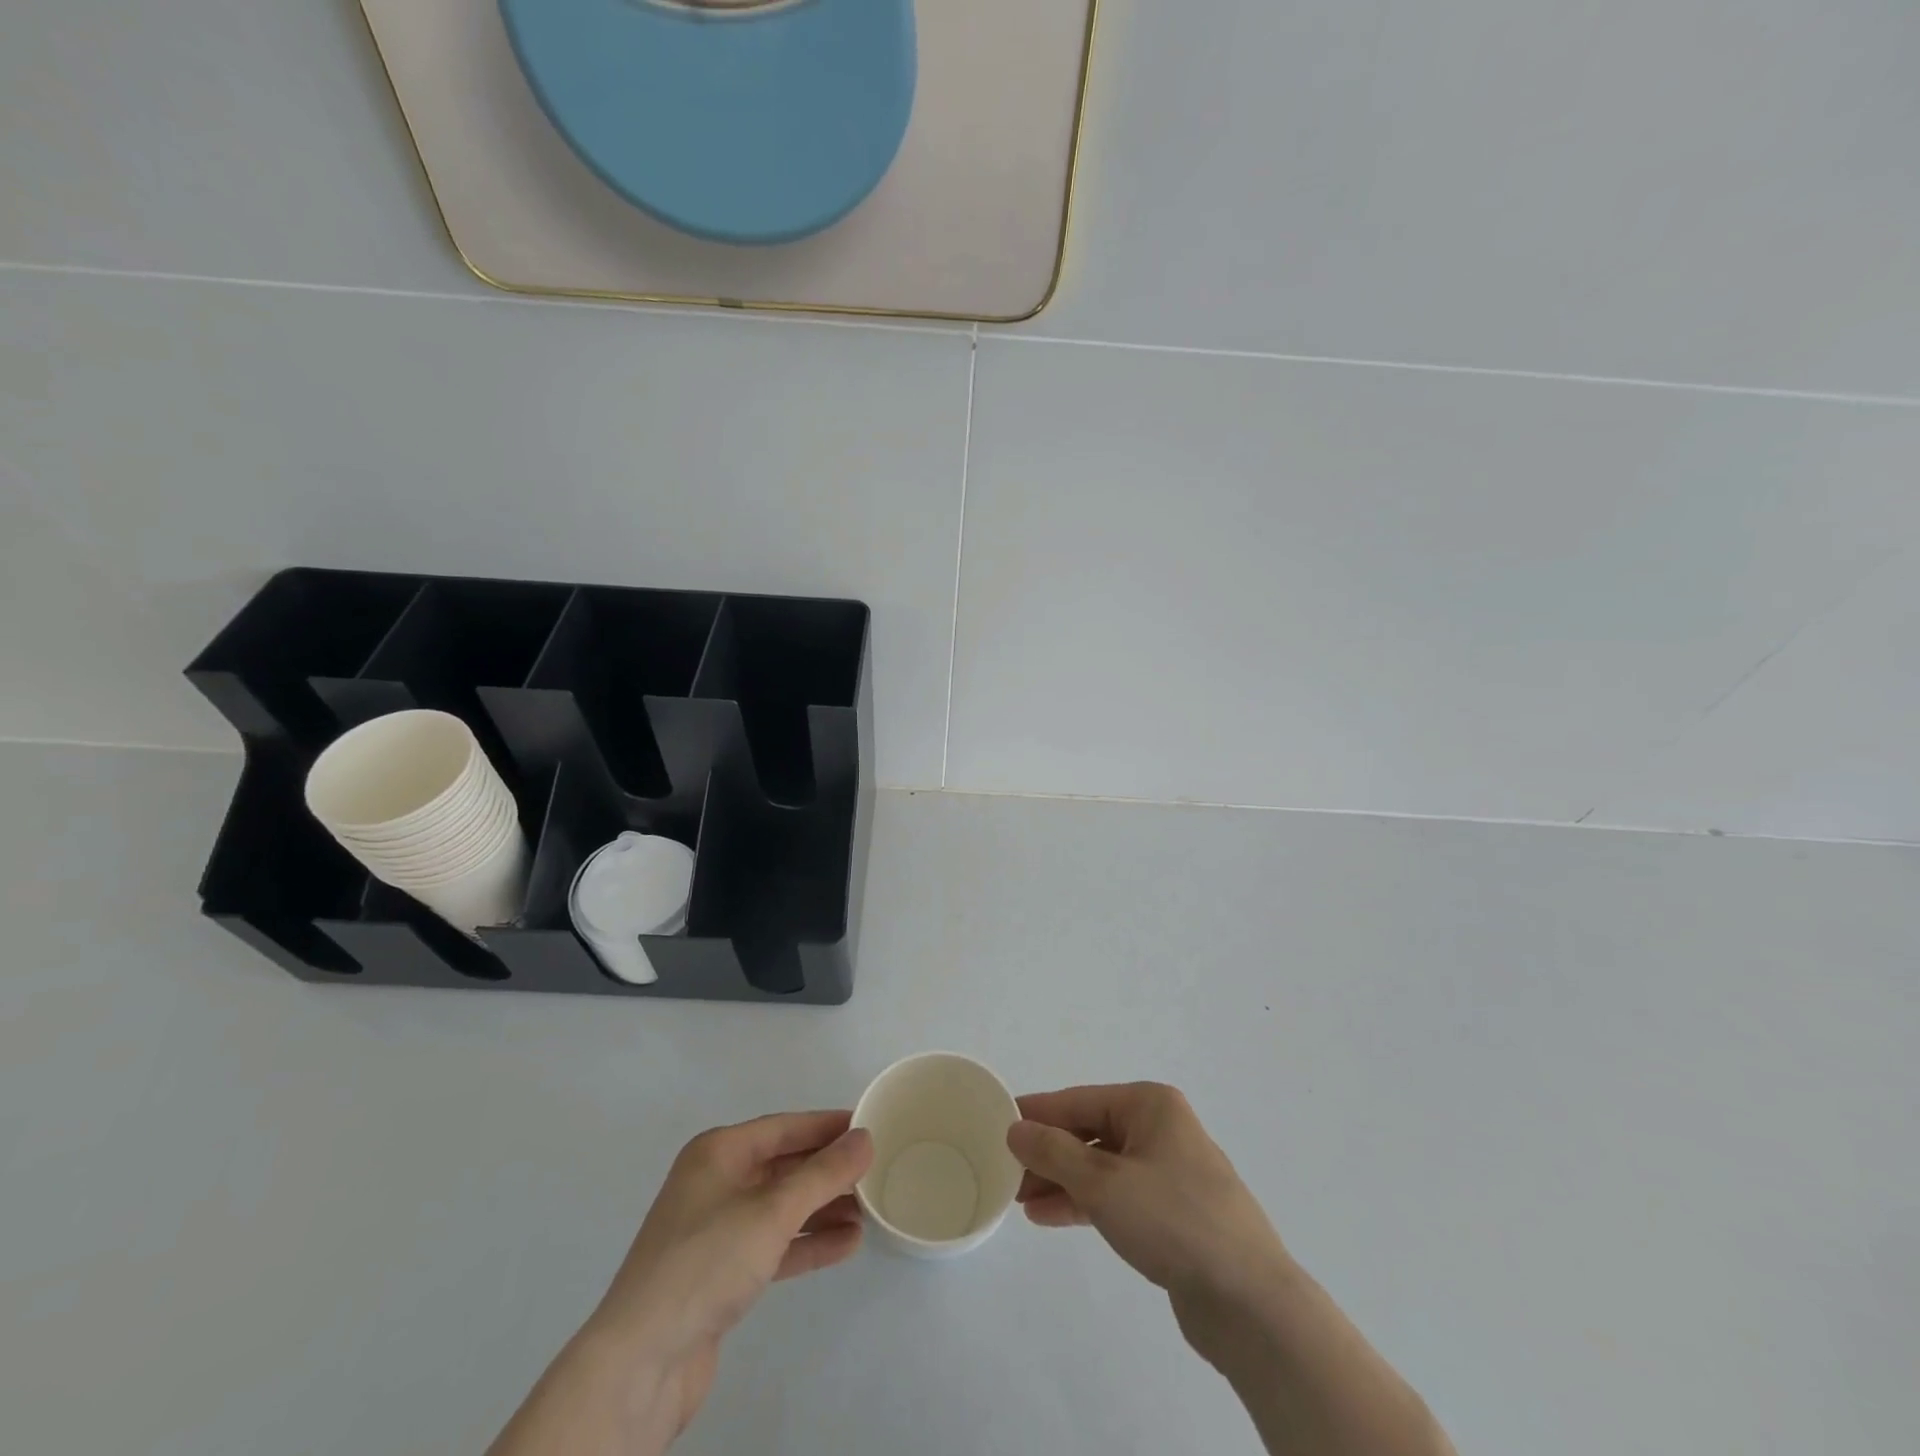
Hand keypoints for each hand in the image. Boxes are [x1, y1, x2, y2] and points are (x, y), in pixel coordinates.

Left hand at [489, 1111, 872, 1455]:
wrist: (640, 1363)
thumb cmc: (706, 1263)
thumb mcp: (772, 1211)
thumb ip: (823, 1174)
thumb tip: (864, 1138)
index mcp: (719, 1152)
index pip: (784, 1127)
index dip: (826, 1125)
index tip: (868, 1124)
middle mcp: (717, 1182)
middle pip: (784, 1166)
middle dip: (828, 1170)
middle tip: (875, 1171)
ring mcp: (717, 1229)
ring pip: (782, 1207)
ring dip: (823, 1208)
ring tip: (869, 1211)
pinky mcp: (721, 1273)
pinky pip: (775, 1243)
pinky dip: (807, 1242)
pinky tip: (845, 1244)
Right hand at [1008, 1082, 1287, 1307]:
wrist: (1249, 1301)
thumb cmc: (1173, 1220)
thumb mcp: (1103, 1183)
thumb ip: (1054, 1153)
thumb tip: (1016, 1129)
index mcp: (1150, 1105)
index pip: (1079, 1101)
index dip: (1038, 1112)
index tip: (999, 1121)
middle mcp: (1160, 1129)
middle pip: (1090, 1133)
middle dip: (1048, 1153)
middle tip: (1006, 1171)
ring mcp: (1169, 1172)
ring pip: (1101, 1167)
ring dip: (1061, 1181)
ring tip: (1021, 1199)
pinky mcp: (1171, 1213)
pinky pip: (1117, 1196)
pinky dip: (1085, 1203)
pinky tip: (1050, 1216)